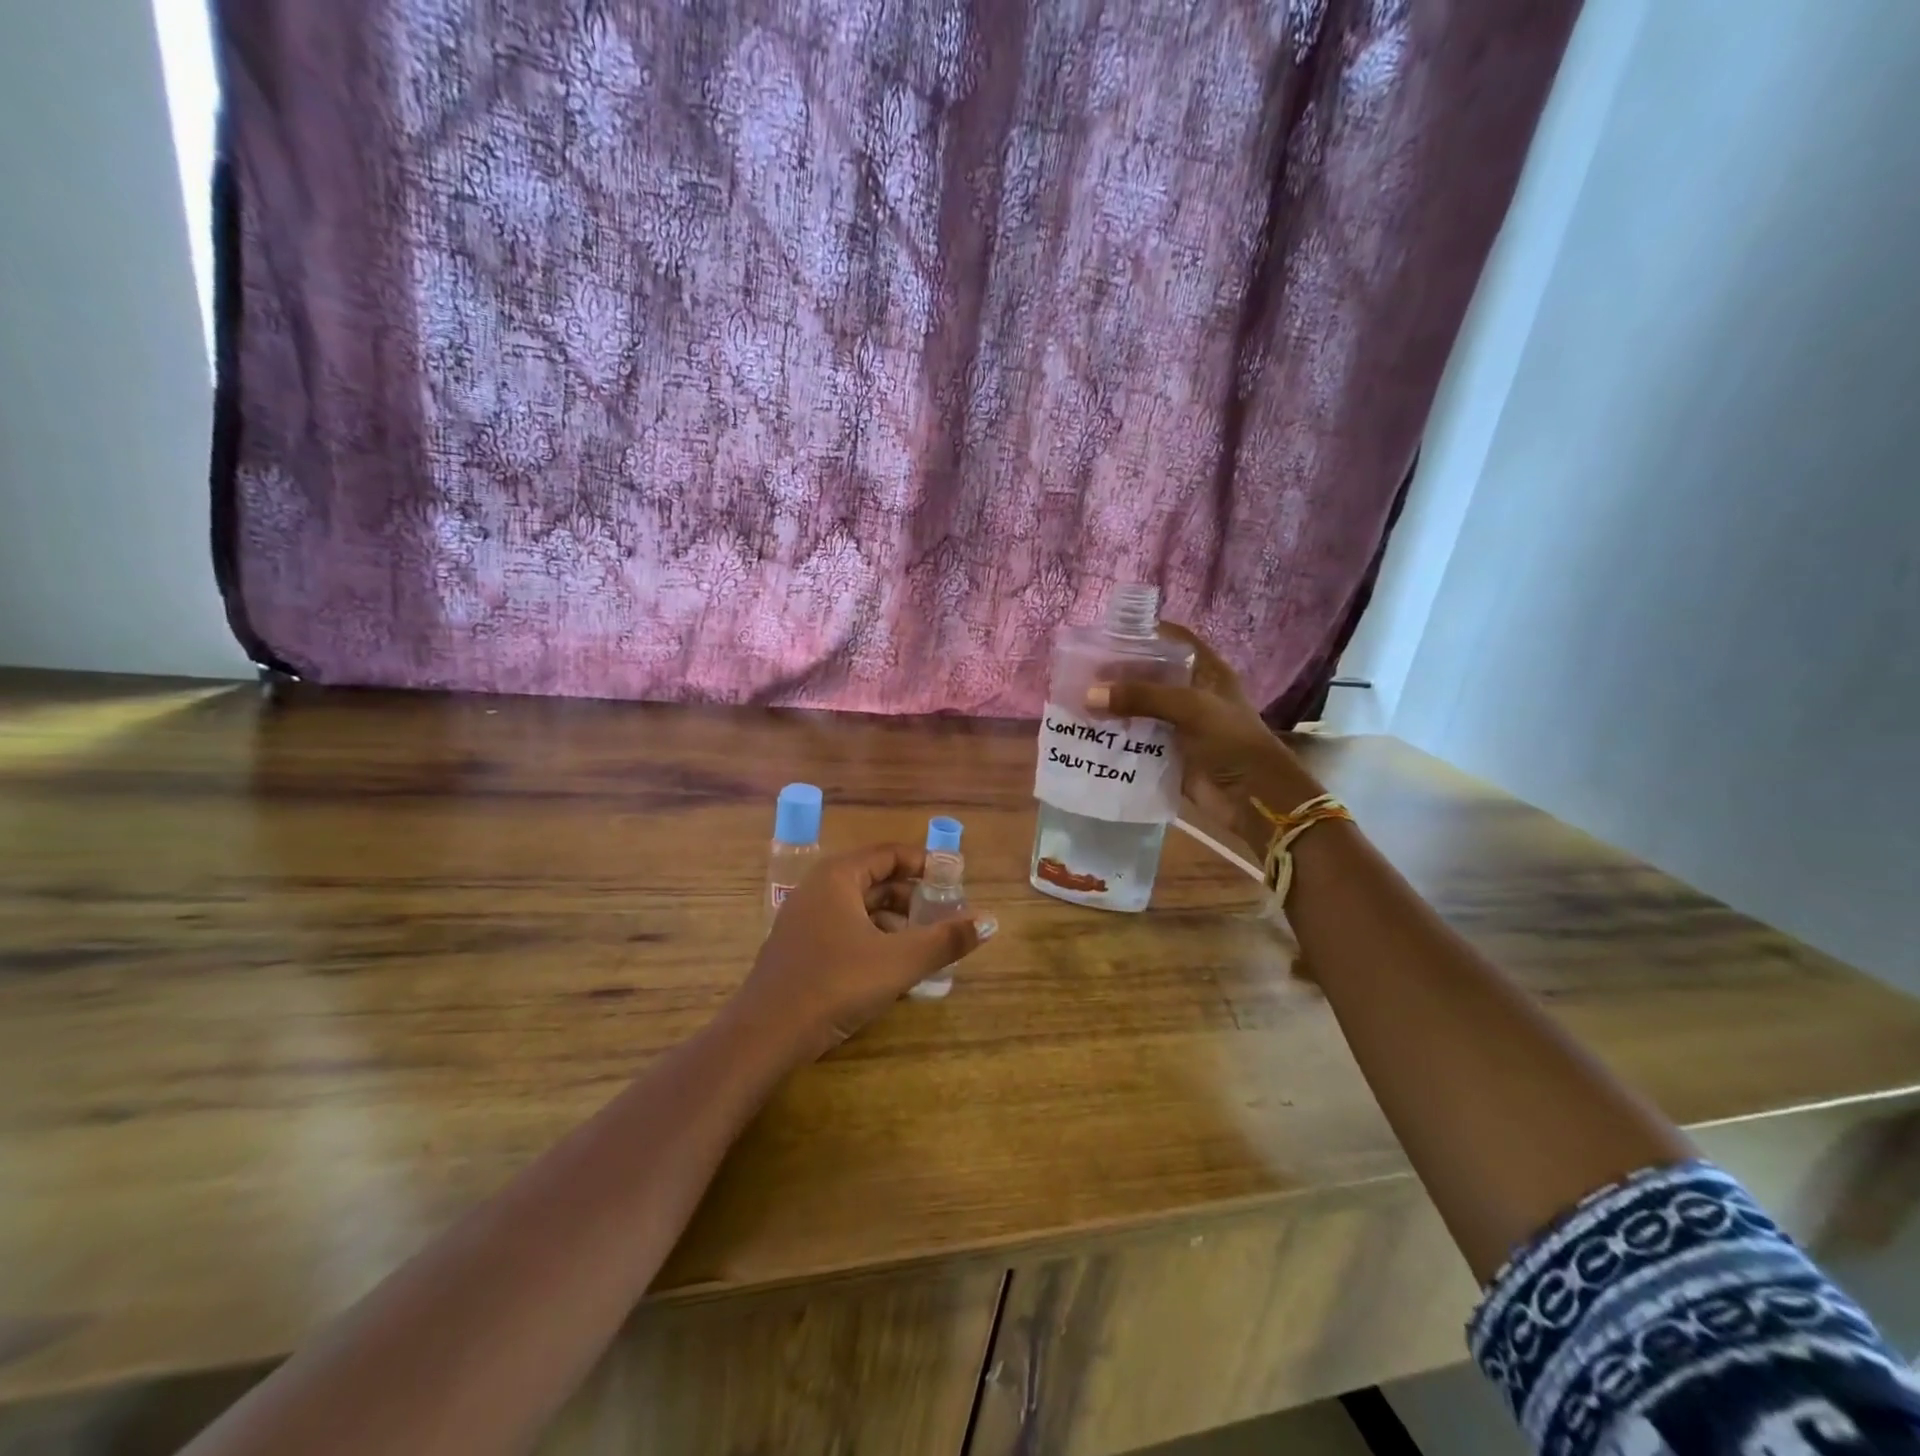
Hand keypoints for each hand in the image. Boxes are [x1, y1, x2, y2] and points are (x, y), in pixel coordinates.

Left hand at [737, 844, 995, 1061]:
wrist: (766, 1035)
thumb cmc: (836, 983)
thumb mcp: (900, 961)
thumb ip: (946, 939)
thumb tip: (991, 922)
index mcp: (839, 877)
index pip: (890, 854)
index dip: (925, 864)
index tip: (955, 880)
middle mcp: (819, 889)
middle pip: (875, 881)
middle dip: (913, 897)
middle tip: (945, 916)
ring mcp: (804, 920)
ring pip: (860, 909)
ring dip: (895, 923)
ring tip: (925, 946)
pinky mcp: (799, 950)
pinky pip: (845, 931)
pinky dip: (873, 941)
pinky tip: (892, 970)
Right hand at [1087, 623, 1323, 852]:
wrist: (1253, 798)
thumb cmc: (1231, 742)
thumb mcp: (1190, 708)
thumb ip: (1142, 697)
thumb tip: (1089, 695)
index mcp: (1206, 672)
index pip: (1173, 640)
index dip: (1144, 633)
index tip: (1107, 635)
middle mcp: (1191, 694)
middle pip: (1149, 675)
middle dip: (1118, 674)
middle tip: (1081, 675)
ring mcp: (1178, 725)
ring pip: (1139, 708)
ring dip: (1112, 707)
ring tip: (1077, 702)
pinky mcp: (1168, 754)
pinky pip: (1136, 740)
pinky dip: (1115, 737)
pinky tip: (1088, 734)